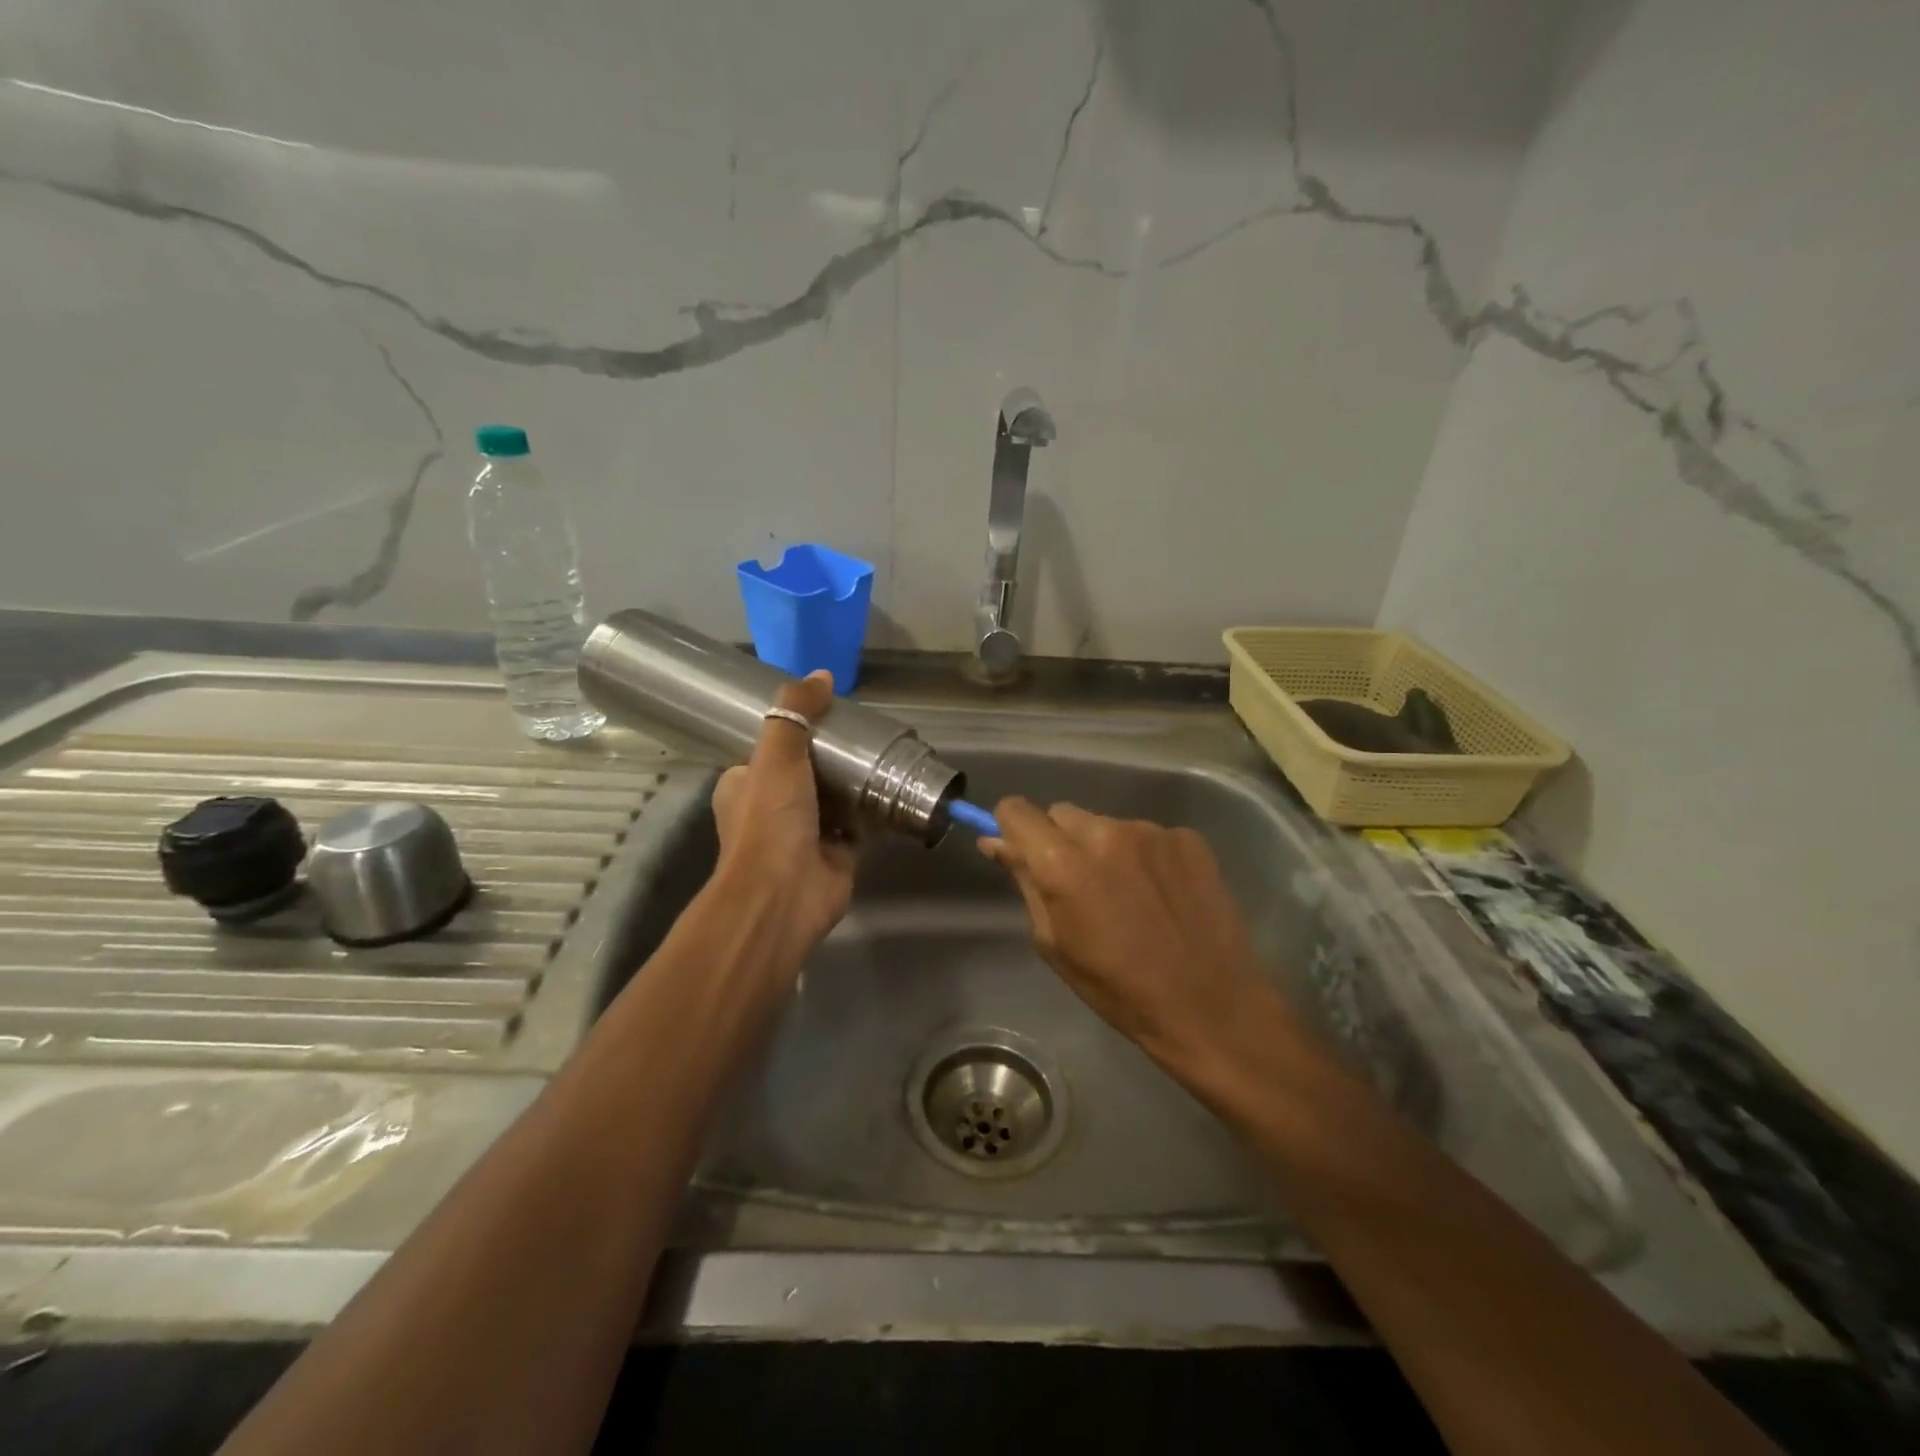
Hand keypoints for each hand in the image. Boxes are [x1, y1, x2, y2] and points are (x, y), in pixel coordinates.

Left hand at [709, 671, 858, 958]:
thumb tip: (821, 674)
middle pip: (807, 772)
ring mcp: (805, 834)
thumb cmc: (770, 820)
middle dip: (833, 756)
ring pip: (835, 799)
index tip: (825, 712)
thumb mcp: (777, 755)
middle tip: (863, 732)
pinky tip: (899, 788)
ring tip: (886, 753)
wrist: (784, 894)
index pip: (767, 750)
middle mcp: (772, 809)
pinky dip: (876, 810)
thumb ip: (796, 714)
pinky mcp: (837, 854)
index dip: (793, 730)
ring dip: (856, 782)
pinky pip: (861, 824)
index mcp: (744, 785)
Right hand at [980, 798, 1277, 1065]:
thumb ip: (1025, 883)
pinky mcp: (1188, 839)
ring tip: (1126, 894)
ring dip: (1104, 848)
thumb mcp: (1054, 942)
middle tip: (1078, 884)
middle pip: (1062, 814)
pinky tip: (1160, 894)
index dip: (1012, 827)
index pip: (1017, 810)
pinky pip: (1147, 835)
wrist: (1210, 1005)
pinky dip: (1144, 855)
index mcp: (1063, 862)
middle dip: (1059, 840)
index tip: (1021, 850)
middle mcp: (1105, 832)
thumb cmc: (1118, 988)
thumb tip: (996, 843)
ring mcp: (1151, 831)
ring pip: (1106, 824)